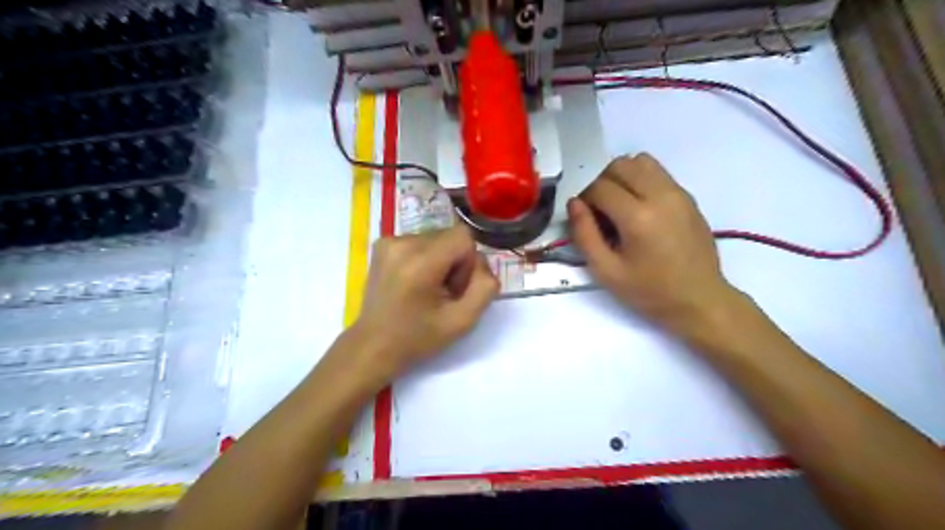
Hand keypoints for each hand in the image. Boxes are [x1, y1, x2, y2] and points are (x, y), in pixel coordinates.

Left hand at [344, 223, 496, 384]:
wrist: (373, 345)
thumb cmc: (418, 338)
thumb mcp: (463, 321)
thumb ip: (484, 287)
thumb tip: (482, 263)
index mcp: (420, 262)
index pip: (464, 237)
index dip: (468, 262)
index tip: (455, 288)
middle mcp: (402, 243)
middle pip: (450, 236)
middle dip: (455, 262)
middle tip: (442, 293)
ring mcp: (389, 241)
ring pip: (436, 238)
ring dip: (440, 260)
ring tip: (426, 289)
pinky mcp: (382, 243)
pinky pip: (419, 241)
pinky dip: (424, 258)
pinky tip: (413, 281)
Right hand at [563, 154, 733, 333]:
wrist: (699, 299)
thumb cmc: (649, 291)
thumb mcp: (606, 271)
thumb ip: (584, 234)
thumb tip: (574, 203)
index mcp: (638, 217)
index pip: (600, 187)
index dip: (585, 200)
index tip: (586, 220)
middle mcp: (660, 195)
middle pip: (619, 165)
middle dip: (602, 183)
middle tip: (601, 211)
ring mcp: (678, 192)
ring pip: (640, 161)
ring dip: (622, 176)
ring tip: (620, 204)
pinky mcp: (688, 196)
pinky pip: (658, 172)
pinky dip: (641, 180)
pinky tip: (640, 208)